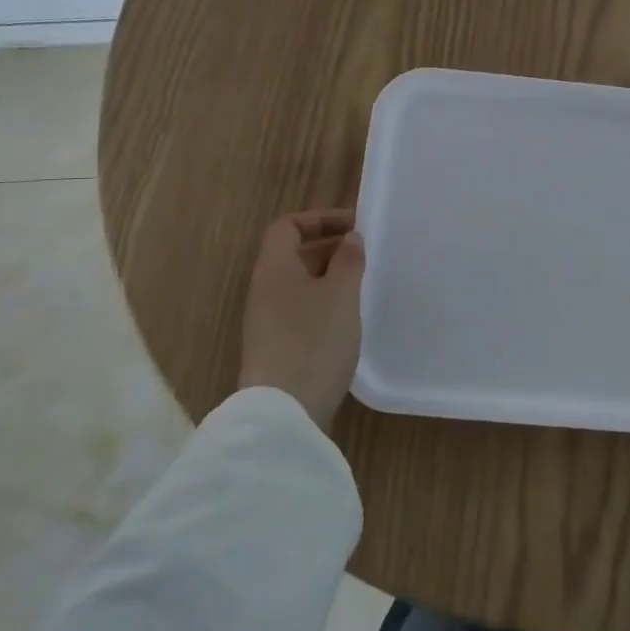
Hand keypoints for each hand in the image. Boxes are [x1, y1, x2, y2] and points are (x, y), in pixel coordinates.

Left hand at [239, 209, 365, 431]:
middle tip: (365, 255)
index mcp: (274, 268)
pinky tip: (348, 320)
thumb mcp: (341, 294)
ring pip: (299, 284)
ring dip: (330, 278)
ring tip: (362, 285)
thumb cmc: (314, 340)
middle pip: (293, 254)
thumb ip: (349, 260)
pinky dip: (324, 304)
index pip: (288, 226)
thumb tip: (350, 238)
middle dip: (330, 248)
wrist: (284, 411)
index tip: (354, 227)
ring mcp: (267, 321)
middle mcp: (264, 290)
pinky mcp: (276, 347)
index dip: (319, 219)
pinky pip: (300, 310)